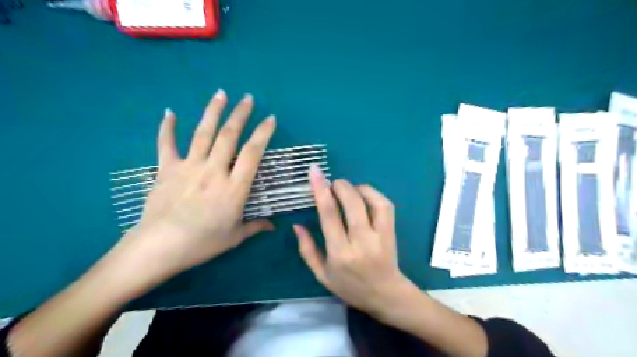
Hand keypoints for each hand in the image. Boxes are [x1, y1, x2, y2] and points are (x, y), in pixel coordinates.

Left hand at [116, 89, 275, 283]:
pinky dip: (167, 127)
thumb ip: (255, 227)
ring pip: (203, 133)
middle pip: (229, 136)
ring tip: (221, 94)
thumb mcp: (234, 237)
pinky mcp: (167, 169)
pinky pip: (167, 144)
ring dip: (213, 111)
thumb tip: (273, 226)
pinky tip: (170, 112)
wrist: (158, 247)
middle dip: (240, 114)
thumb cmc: (202, 243)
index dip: (263, 133)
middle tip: (248, 98)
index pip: (252, 153)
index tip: (270, 118)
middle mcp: (214, 171)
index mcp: (234, 187)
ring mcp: (189, 167)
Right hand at [292, 166, 412, 315]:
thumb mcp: (321, 275)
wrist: (385, 295)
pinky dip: (372, 193)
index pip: (329, 214)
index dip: (320, 189)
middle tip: (332, 182)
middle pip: (352, 203)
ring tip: (347, 189)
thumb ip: (307, 249)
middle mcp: (361, 242)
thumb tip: (297, 225)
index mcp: (340, 253)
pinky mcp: (391, 231)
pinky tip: (363, 194)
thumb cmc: (350, 287)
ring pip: (371, 201)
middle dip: (340, 185)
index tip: (314, 171)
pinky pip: (385, 205)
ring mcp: (380, 235)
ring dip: (356, 188)